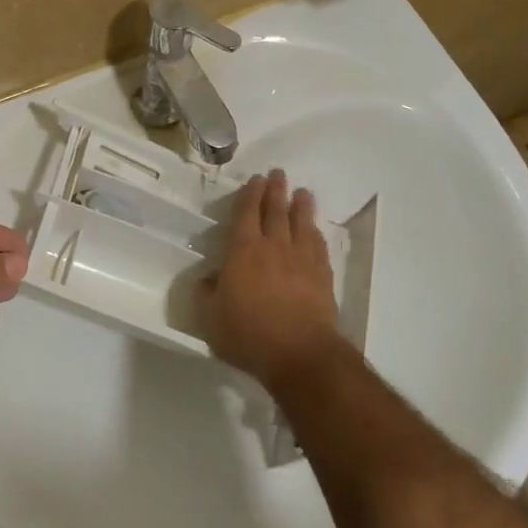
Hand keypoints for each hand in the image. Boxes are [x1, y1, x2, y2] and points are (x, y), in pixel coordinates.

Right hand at [200, 169, 344, 389]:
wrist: (299, 354)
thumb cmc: (248, 334)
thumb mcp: (210, 318)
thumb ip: (206, 294)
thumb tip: (207, 279)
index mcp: (243, 251)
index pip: (246, 213)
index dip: (250, 194)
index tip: (255, 179)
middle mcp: (273, 246)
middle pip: (276, 210)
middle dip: (276, 190)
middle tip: (278, 174)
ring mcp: (301, 259)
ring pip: (301, 223)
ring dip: (301, 205)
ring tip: (302, 192)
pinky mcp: (322, 276)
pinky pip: (318, 246)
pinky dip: (315, 233)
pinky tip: (315, 230)